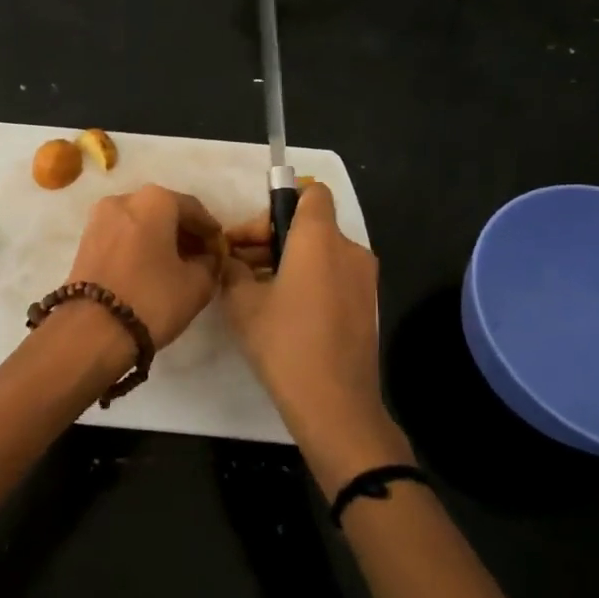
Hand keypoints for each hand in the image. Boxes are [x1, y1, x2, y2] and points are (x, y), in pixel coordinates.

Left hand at [66, 185, 223, 350]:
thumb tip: (206, 258)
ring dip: (161, 239)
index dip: (211, 231)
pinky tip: (151, 268)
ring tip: (177, 266)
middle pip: (164, 211)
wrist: (91, 330)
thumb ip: (210, 264)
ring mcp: (99, 218)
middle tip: (201, 258)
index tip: (220, 252)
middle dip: (184, 233)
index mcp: (154, 200)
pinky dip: (139, 245)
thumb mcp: (197, 285)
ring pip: (141, 222)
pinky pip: (122, 234)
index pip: (194, 209)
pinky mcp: (85, 239)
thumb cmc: (152, 299)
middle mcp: (124, 199)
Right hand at [221, 182, 410, 486]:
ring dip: (287, 260)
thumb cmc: (285, 343)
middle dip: (271, 237)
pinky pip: (332, 275)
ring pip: (320, 252)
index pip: (310, 192)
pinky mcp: (366, 305)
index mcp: (319, 239)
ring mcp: (363, 279)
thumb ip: (233, 267)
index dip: (279, 201)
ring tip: (254, 290)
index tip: (252, 233)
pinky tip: (281, 310)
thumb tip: (232, 258)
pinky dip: (307, 280)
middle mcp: (349, 250)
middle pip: (310, 224)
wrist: (335, 405)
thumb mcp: (242, 302)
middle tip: (238, 264)